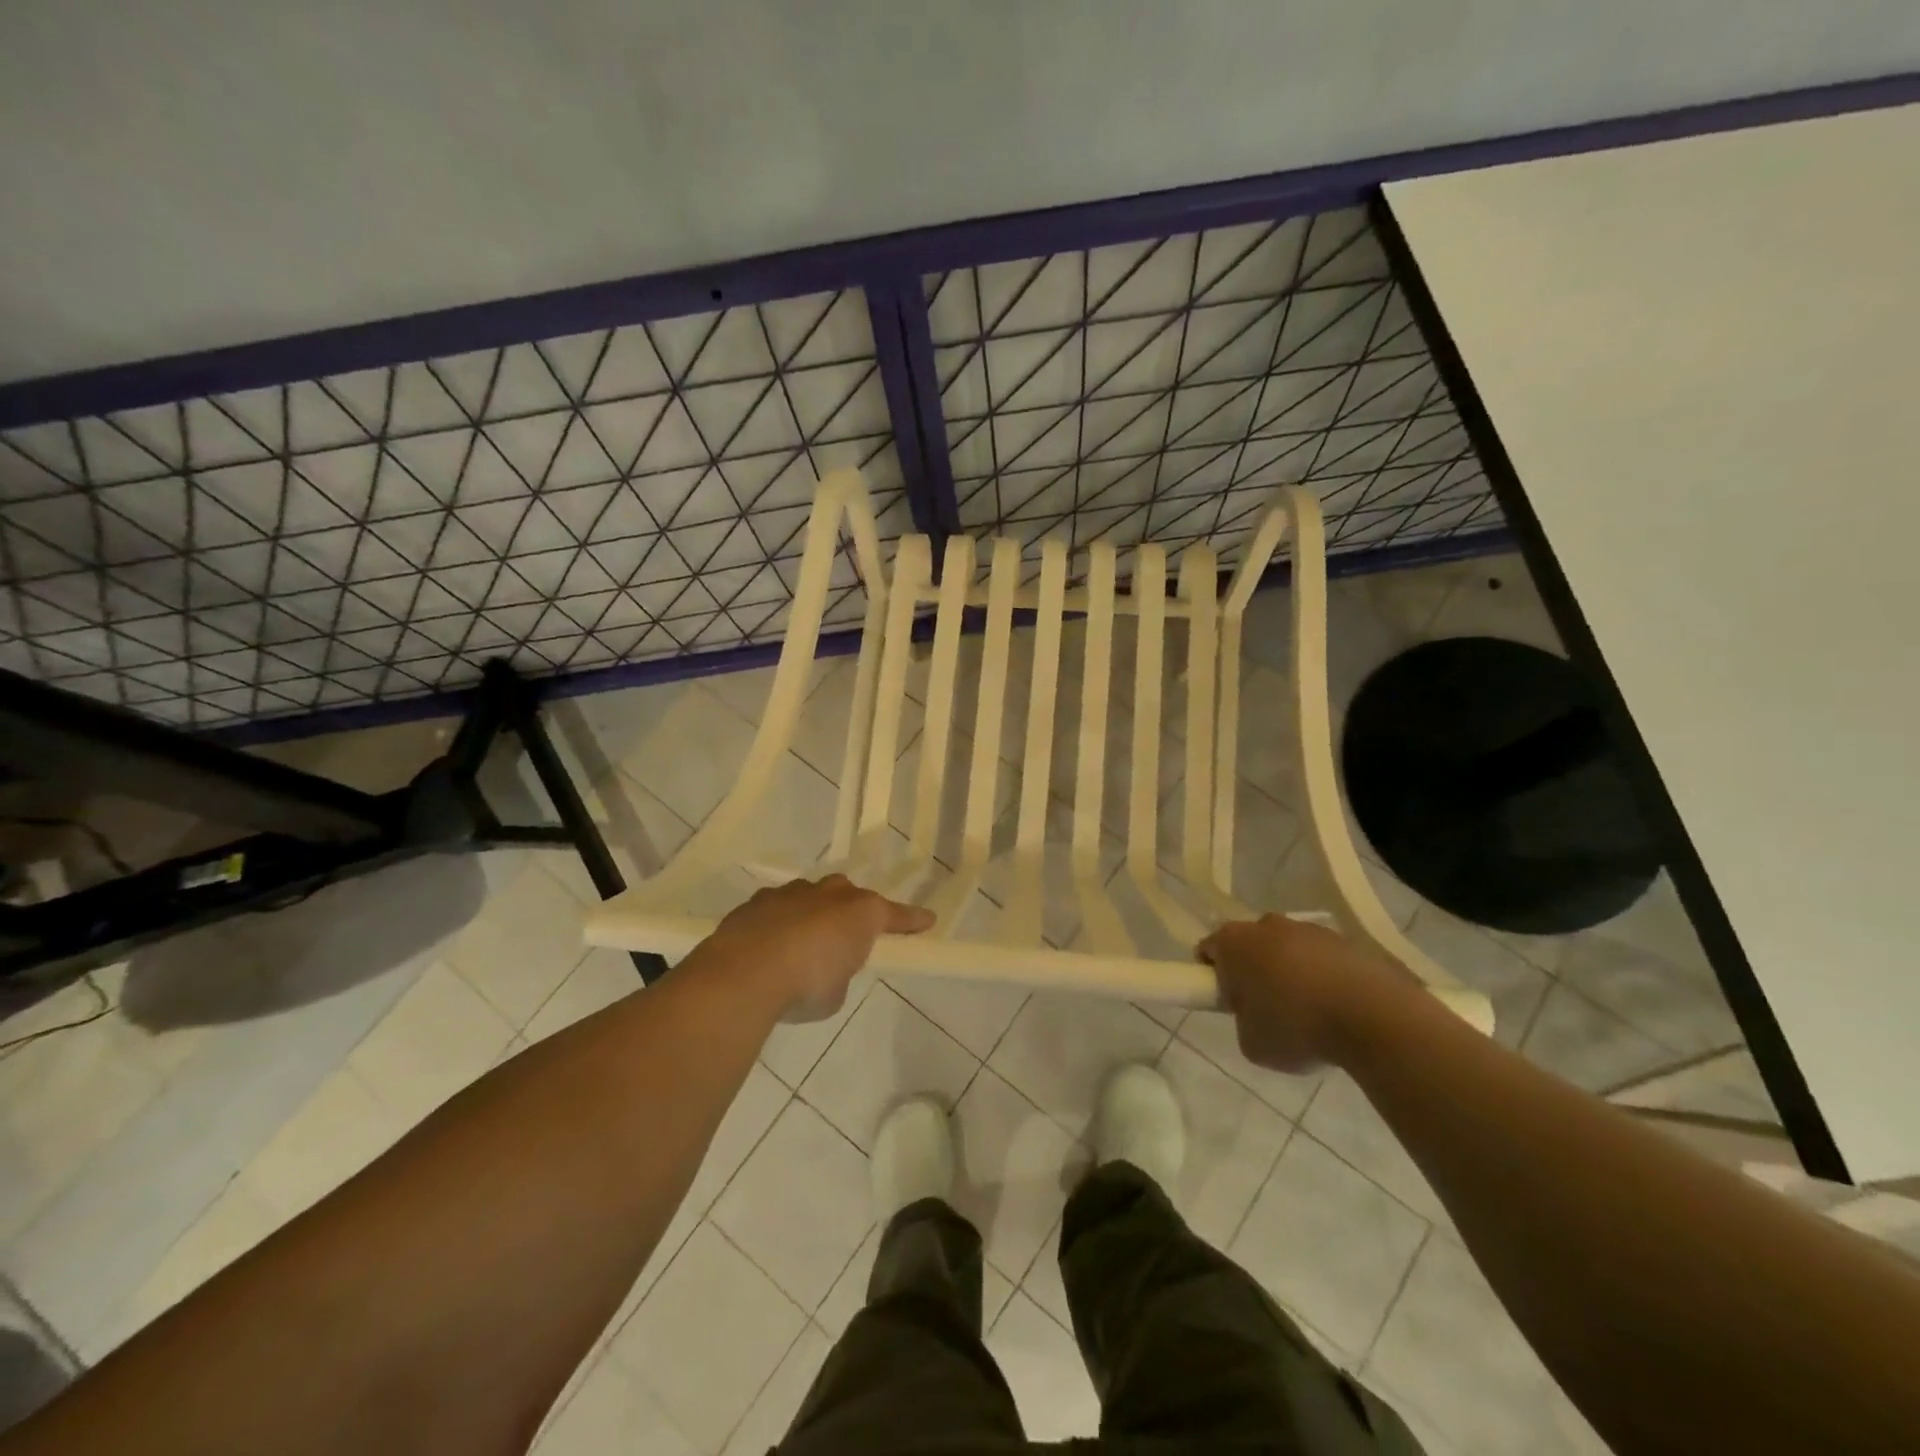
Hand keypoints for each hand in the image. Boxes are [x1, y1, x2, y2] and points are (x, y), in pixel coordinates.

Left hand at [704, 875, 934, 1021]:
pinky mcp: (756, 902)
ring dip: (811, 915)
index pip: (894, 915)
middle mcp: (828, 894)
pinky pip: (776, 908)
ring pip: (809, 896)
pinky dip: (778, 924)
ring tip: (802, 943)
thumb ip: (837, 975)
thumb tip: (826, 970)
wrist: (744, 973)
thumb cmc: (805, 985)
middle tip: (846, 935)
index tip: (928, 921)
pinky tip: (767, 947)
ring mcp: (790, 893)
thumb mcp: (835, 993)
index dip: (911, 921)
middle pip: (848, 894)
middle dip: (850, 910)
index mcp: (859, 913)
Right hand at [1197, 914, 1412, 1072]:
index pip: (1209, 949)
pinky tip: (1339, 1008)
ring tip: (1310, 1012)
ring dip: (1291, 971)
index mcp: (1234, 943)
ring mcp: (1309, 929)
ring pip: (1288, 948)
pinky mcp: (1347, 940)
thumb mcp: (1252, 1043)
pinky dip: (1325, 976)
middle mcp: (1267, 925)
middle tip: (1265, 1008)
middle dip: (1253, 969)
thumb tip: (1256, 1015)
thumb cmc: (1297, 1028)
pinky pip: (1324, 958)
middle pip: (1250, 943)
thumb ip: (1244, 1022)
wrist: (1373, 1017)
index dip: (1212, 974)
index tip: (1227, 1000)